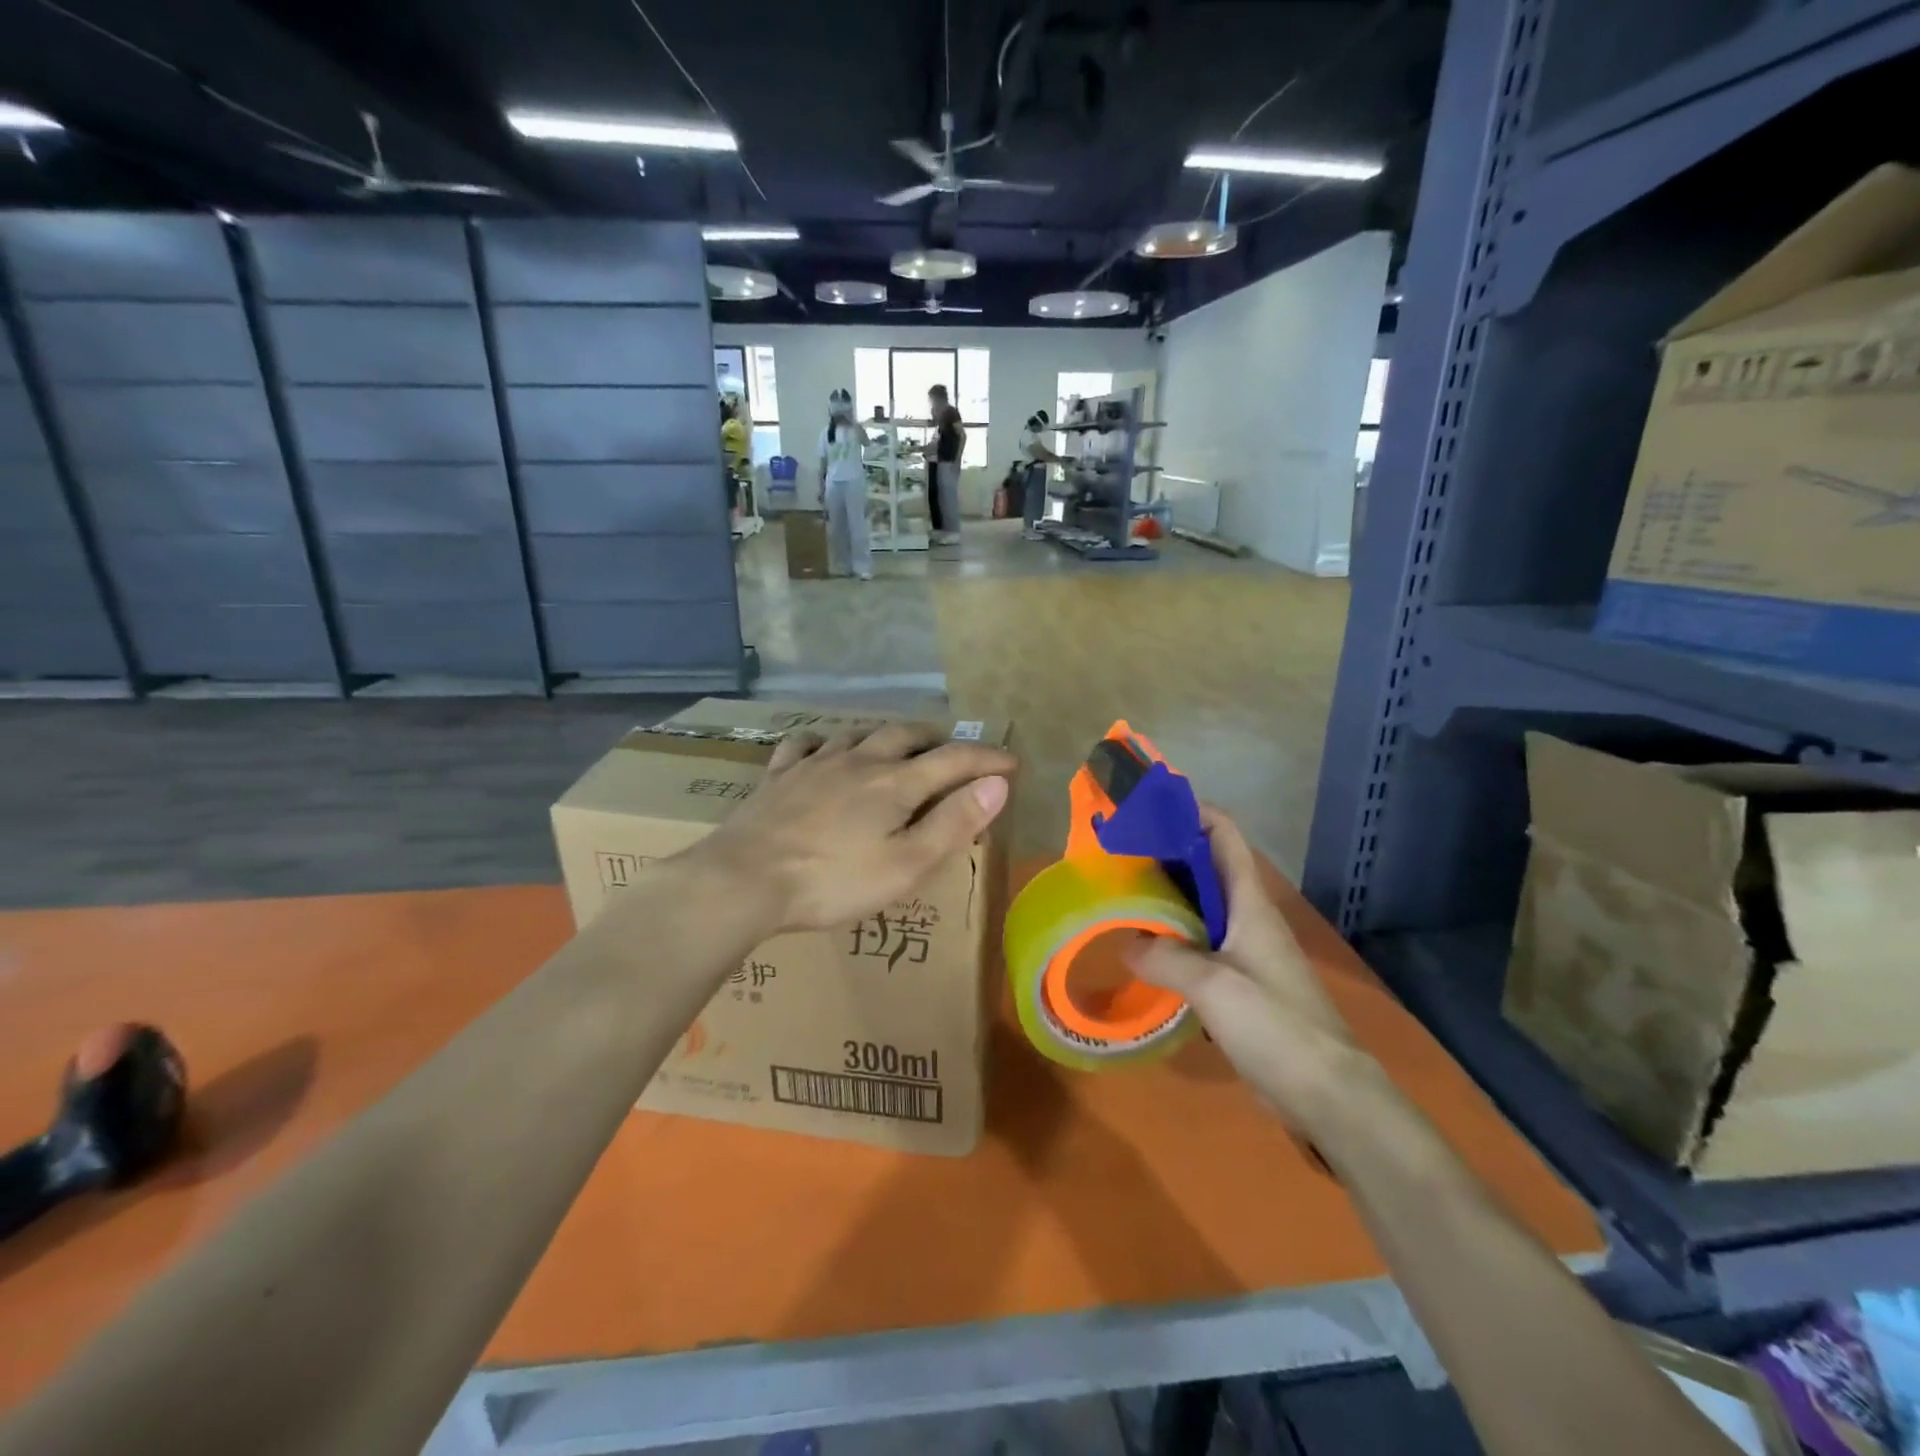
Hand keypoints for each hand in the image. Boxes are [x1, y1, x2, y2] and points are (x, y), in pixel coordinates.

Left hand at [692, 722, 1014, 934]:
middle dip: (938, 739)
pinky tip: (824, 748)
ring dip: (887, 735)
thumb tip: (997, 784)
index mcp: (895, 784)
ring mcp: (814, 764)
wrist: (744, 880)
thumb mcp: (907, 864)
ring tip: (899, 746)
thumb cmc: (834, 881)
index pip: (954, 759)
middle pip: (907, 735)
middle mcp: (859, 761)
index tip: (1011, 762)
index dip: (987, 758)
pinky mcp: (779, 776)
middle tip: (954, 751)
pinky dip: (824, 741)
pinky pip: (804, 744)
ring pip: (859, 734)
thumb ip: (954, 822)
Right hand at [1127, 806, 1369, 1133]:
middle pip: (1204, 865)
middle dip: (1164, 851)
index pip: (1223, 833)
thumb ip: (1166, 959)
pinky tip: (1143, 947)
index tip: (1145, 806)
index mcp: (1249, 902)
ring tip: (1119, 891)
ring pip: (1199, 906)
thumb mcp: (1213, 987)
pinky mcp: (1239, 981)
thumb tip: (1126, 942)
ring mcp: (1244, 949)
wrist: (1326, 1093)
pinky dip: (1169, 935)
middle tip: (1116, 851)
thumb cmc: (1275, 1025)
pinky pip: (1198, 943)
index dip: (1190, 809)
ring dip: (1164, 894)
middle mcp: (1247, 916)